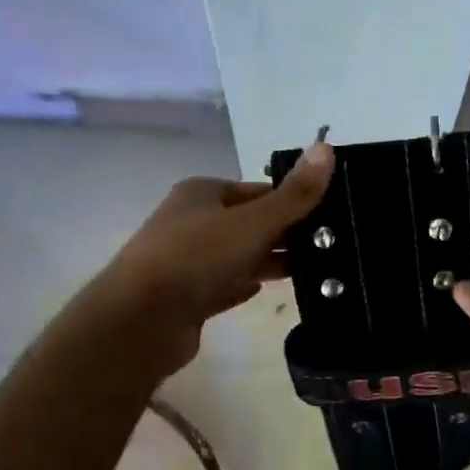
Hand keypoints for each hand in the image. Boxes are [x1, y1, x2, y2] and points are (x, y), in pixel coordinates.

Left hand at [95, 142, 334, 374]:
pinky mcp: (186, 297)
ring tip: (312, 270)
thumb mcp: (252, 221)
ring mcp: (186, 261)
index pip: (258, 190)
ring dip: (268, 260)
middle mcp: (191, 221)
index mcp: (202, 193)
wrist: (140, 321)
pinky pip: (224, 285)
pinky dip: (244, 285)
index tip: (330, 217)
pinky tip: (265, 289)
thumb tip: (327, 148)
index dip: (292, 200)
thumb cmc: (195, 258)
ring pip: (237, 255)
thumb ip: (293, 194)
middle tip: (329, 247)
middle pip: (249, 223)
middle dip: (284, 233)